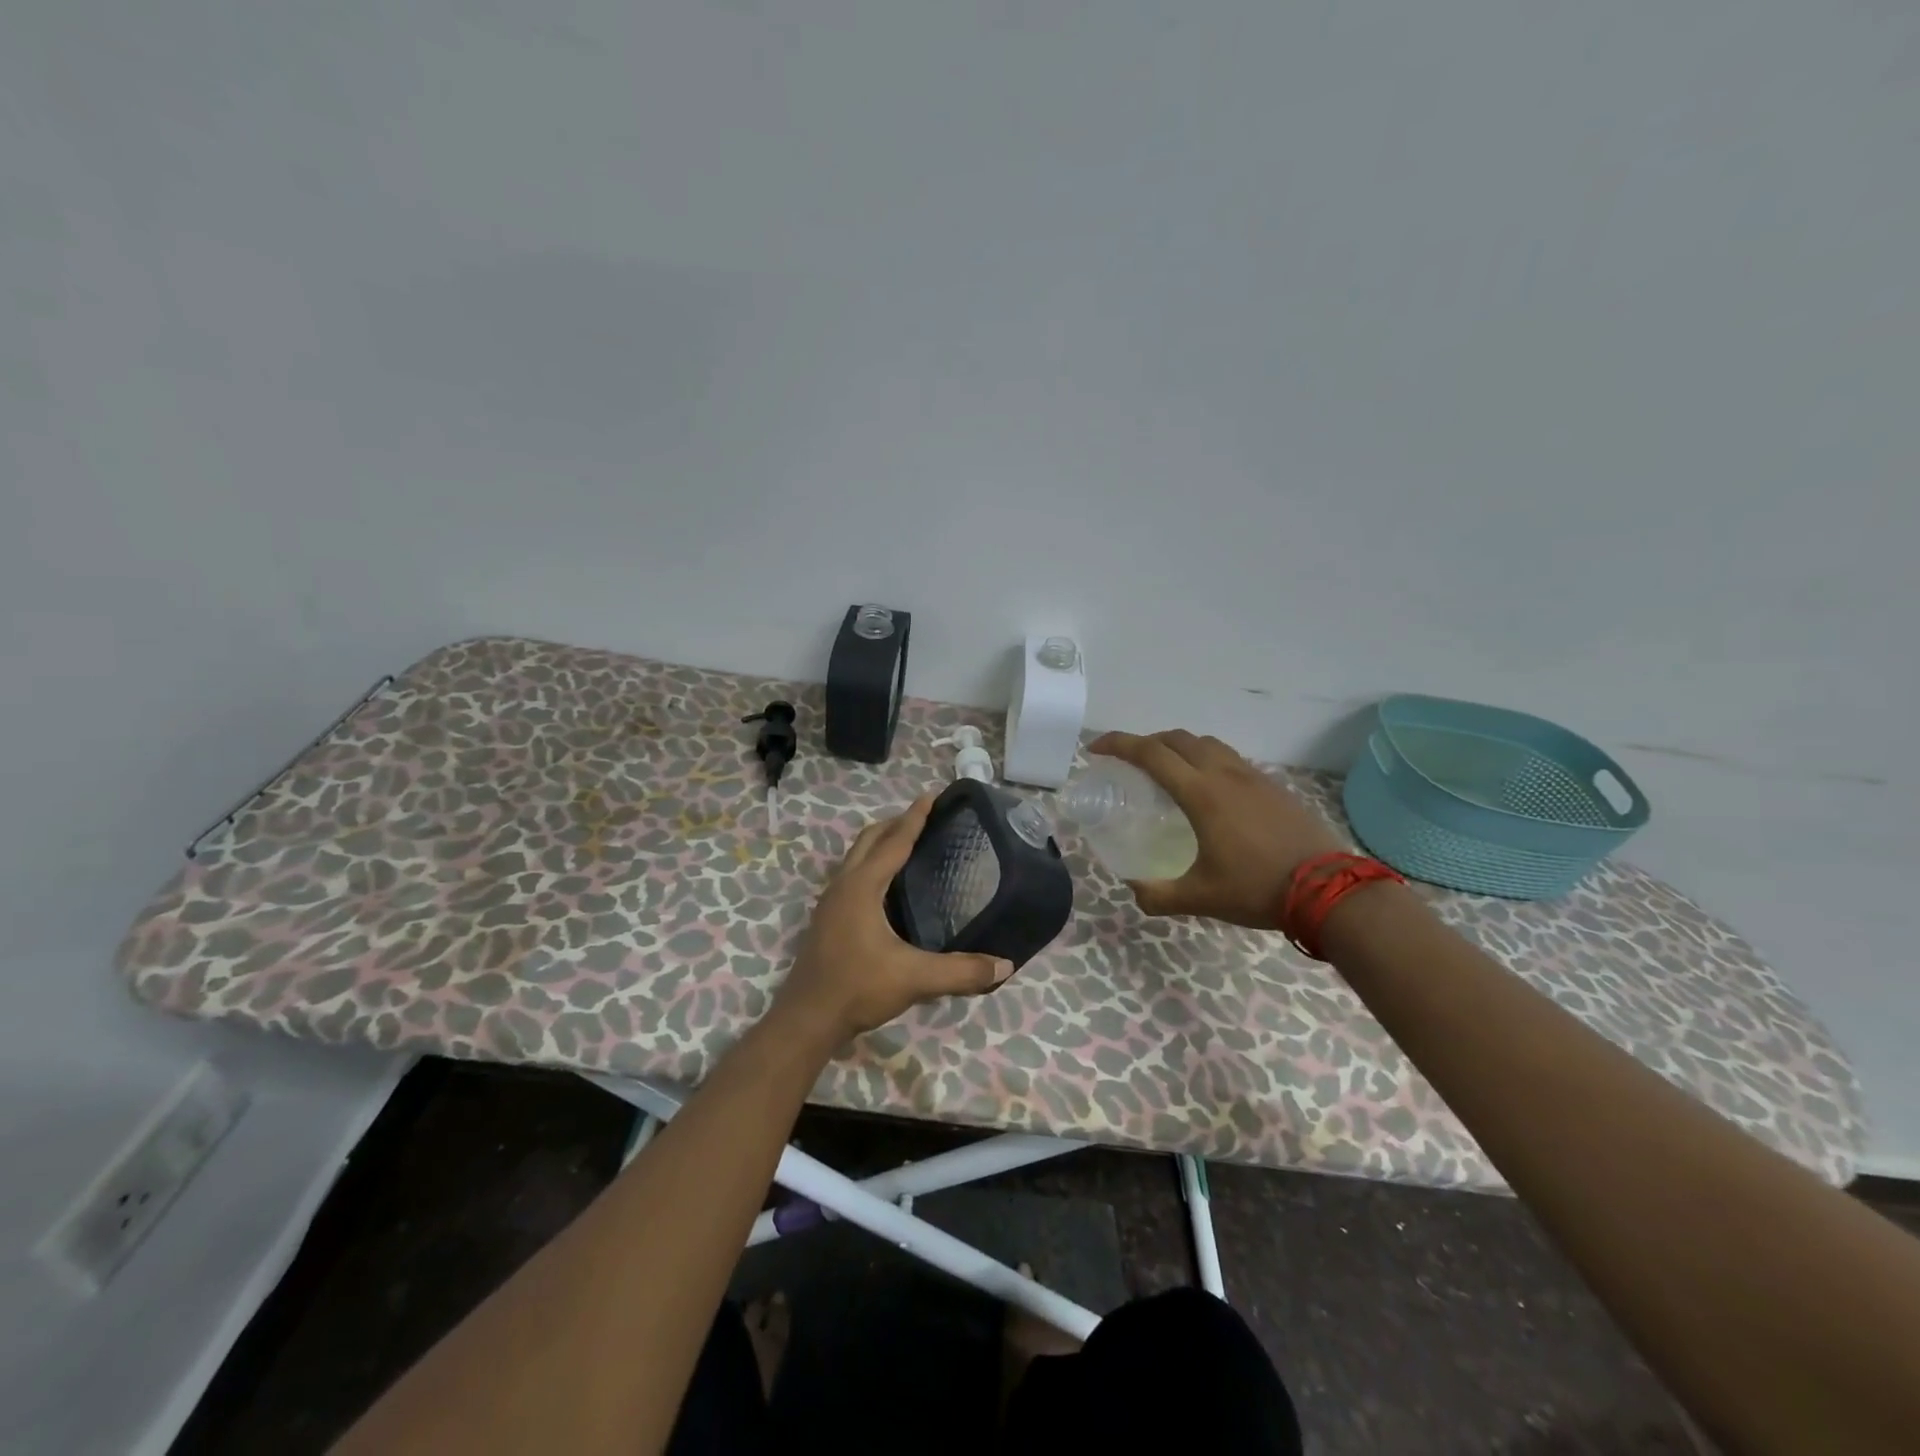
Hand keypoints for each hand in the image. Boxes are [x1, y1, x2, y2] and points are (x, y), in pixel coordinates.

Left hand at [772, 794, 1013, 1045]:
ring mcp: (831, 901)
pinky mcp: (827, 918)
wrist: (807, 1019)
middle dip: (896, 823)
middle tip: (925, 818)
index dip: (915, 817)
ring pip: (856, 855)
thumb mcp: (914, 979)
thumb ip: (961, 972)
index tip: (932, 795)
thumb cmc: (858, 988)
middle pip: (870, 839)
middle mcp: (843, 884)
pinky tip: (888, 886)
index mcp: (863, 886)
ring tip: (909, 844)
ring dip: (881, 842)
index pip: (894, 841)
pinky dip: (871, 863)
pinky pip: (852, 874)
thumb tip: (1005, 966)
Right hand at [1087, 729, 1344, 930]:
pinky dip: (1207, 760)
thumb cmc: (1258, 888)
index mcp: (1201, 793)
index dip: (1118, 744)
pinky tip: (1210, 790)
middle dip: (1147, 742)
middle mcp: (1224, 774)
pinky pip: (1230, 758)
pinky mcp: (1273, 785)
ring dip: (1179, 747)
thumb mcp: (1200, 897)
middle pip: (1177, 739)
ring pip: (1207, 744)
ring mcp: (1252, 776)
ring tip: (1169, 771)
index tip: (1096, 749)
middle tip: (1130, 762)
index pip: (1150, 754)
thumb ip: (1158, 895)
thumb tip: (1133, 889)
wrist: (1329, 889)